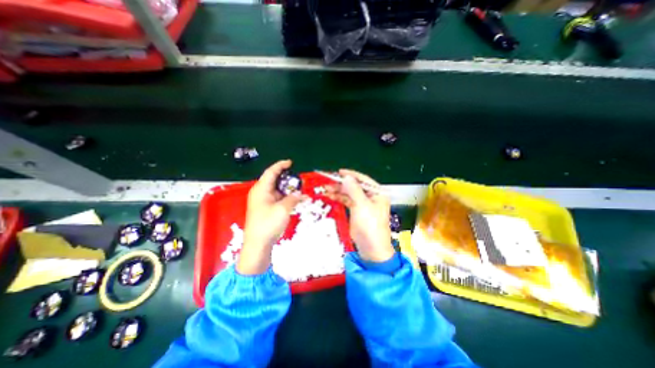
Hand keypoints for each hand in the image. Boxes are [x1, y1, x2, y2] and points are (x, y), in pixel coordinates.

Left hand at [238, 159, 309, 273]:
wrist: (258, 245)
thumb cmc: (268, 224)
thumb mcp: (283, 209)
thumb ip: (293, 198)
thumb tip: (300, 194)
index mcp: (261, 189)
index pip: (271, 172)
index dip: (281, 165)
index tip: (291, 163)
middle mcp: (261, 193)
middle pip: (274, 180)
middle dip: (287, 179)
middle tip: (299, 179)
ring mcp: (263, 201)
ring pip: (277, 190)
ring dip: (288, 190)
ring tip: (300, 190)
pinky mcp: (266, 209)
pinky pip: (277, 199)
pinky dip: (286, 198)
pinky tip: (296, 200)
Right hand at [324, 168, 389, 261]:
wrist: (372, 248)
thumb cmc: (371, 226)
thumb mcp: (362, 206)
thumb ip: (354, 190)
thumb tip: (347, 177)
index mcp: (377, 193)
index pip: (363, 180)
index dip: (351, 175)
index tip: (339, 172)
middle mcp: (371, 197)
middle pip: (355, 186)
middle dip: (342, 184)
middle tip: (329, 181)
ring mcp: (363, 204)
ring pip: (349, 193)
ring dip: (338, 191)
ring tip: (326, 189)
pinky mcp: (356, 211)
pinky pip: (347, 201)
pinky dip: (339, 198)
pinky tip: (330, 196)